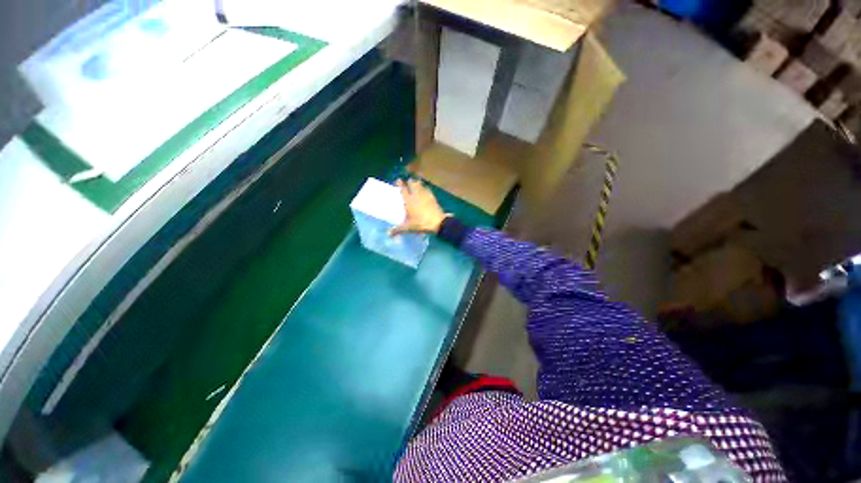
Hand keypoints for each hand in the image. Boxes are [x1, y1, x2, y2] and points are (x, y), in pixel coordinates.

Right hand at [389, 179, 449, 235]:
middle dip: (409, 182)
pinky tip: (424, 190)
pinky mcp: (433, 197)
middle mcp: (416, 195)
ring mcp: (425, 195)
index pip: (403, 188)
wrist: (438, 223)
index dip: (400, 183)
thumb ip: (397, 230)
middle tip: (407, 183)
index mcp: (409, 200)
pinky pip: (427, 189)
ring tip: (415, 184)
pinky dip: (425, 188)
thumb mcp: (408, 228)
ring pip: (420, 184)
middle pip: (412, 183)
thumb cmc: (421, 223)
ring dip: (417, 183)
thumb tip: (388, 234)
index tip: (398, 180)